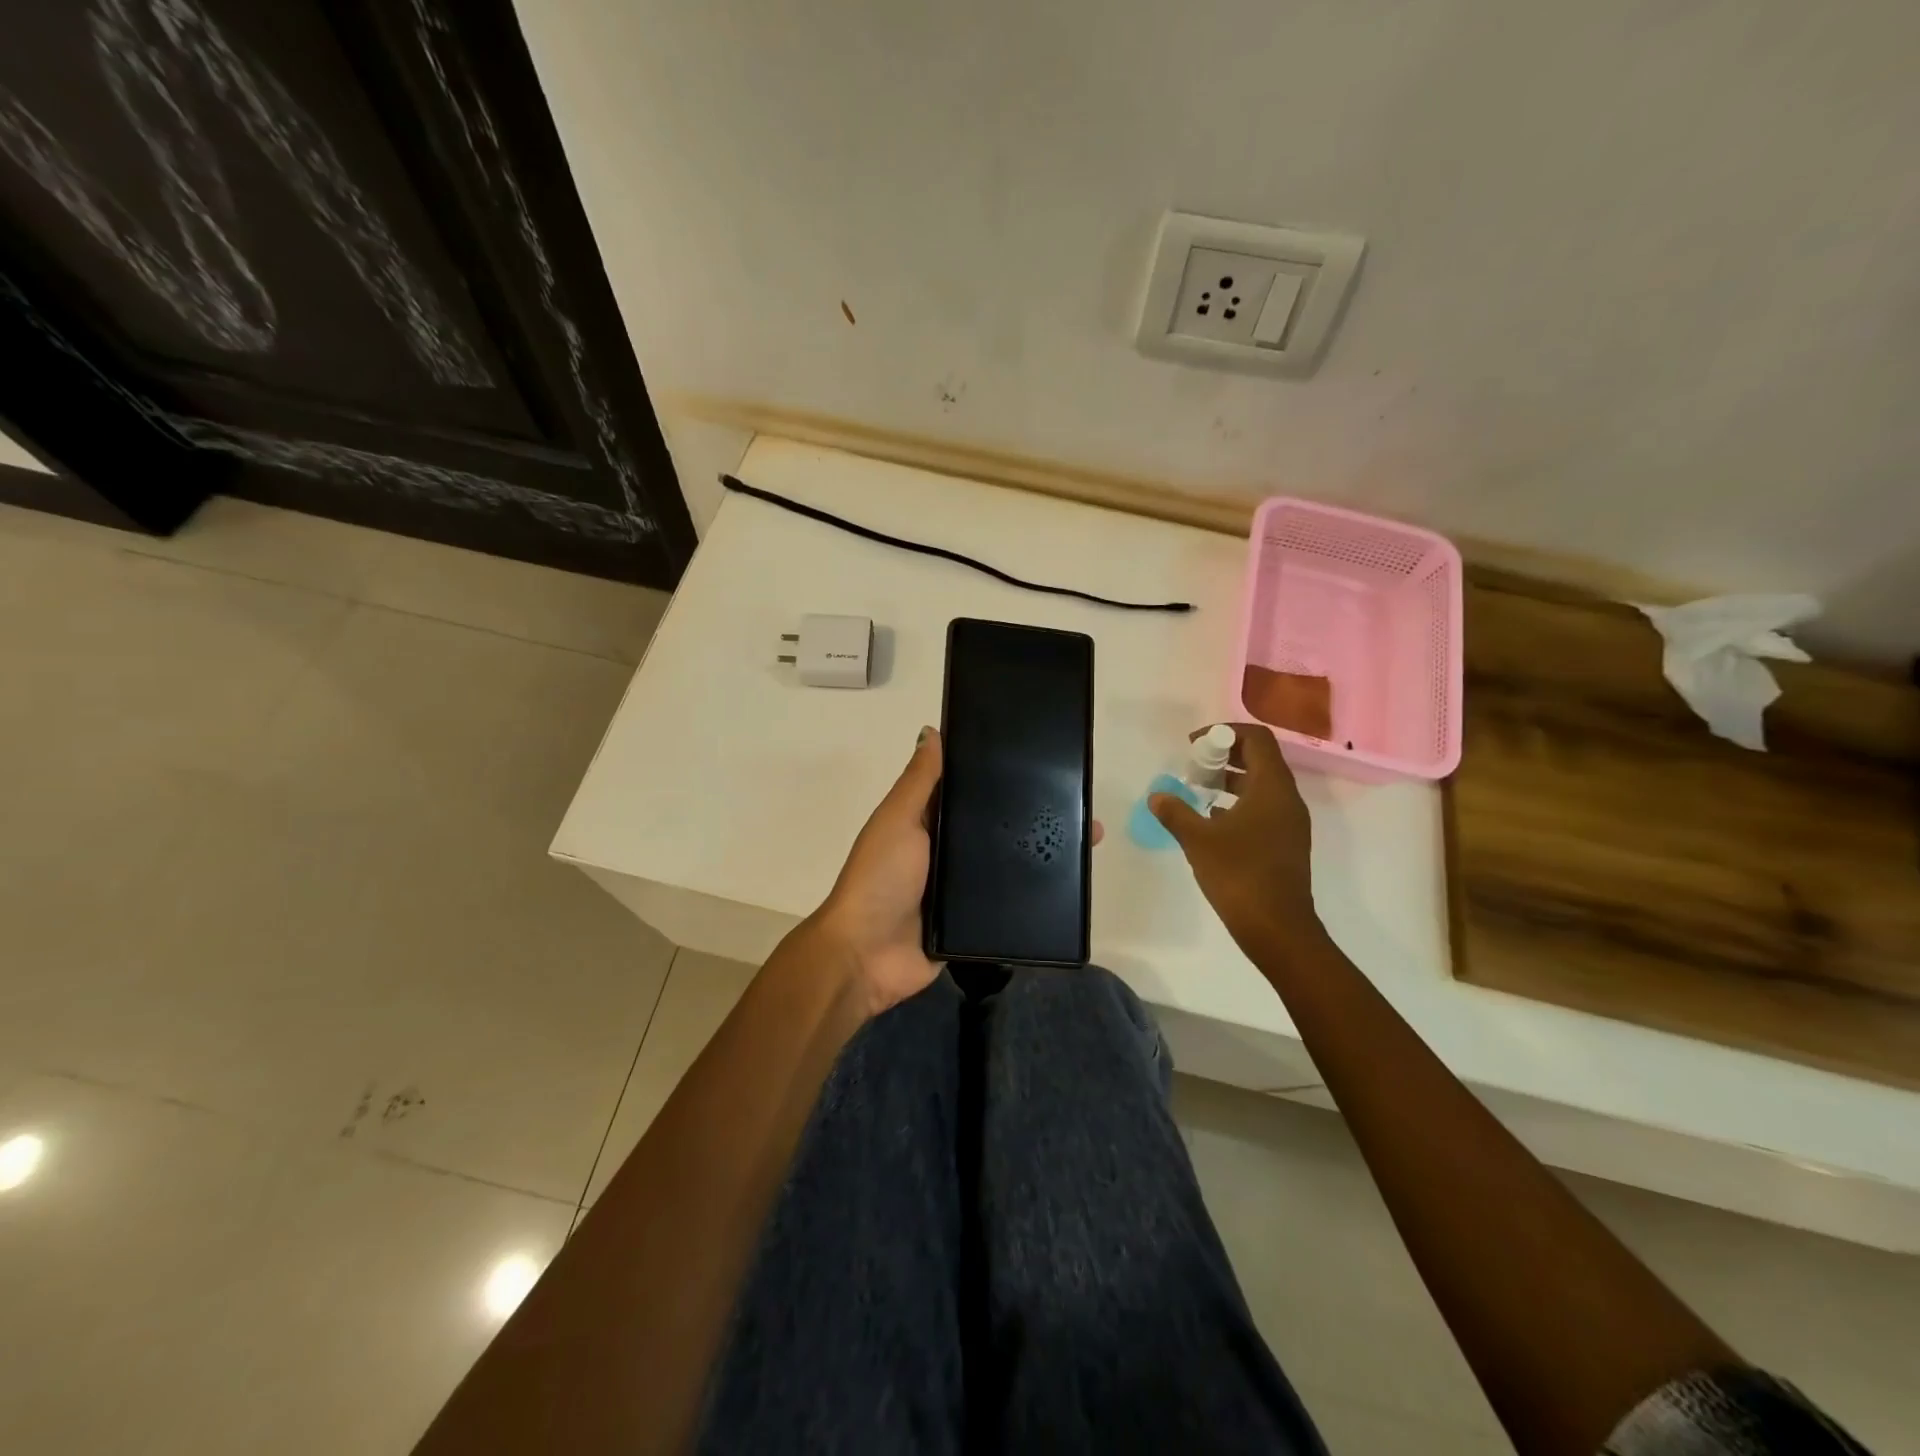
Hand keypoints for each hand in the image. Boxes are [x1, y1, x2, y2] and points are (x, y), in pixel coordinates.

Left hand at [813, 727, 1108, 1016]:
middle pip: (995, 828)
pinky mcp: (974, 923)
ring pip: (1007, 864)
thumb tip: (932, 730)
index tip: (1042, 760)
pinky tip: (1072, 883)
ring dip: (1041, 853)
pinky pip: (1008, 903)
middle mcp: (946, 851)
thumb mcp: (898, 820)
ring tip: (1088, 836)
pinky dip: (1034, 894)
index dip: (999, 775)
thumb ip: (919, 782)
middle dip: (1032, 816)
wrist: (868, 956)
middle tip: (1080, 803)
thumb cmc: (880, 878)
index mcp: (927, 821)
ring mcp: (961, 889)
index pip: (969, 790)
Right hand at [1150, 723, 1323, 960]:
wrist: (1278, 928)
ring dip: (1230, 780)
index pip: (1257, 739)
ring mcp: (1290, 822)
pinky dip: (1239, 804)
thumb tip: (1157, 796)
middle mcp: (1287, 799)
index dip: (1225, 733)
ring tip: (1198, 791)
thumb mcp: (1198, 840)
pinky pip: (1263, 808)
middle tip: (1193, 766)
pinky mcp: (1286, 843)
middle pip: (1260, 759)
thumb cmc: (1239, 875)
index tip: (1195, 745)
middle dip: (1225, 755)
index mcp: (1272, 788)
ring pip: (1261, 785)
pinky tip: (1212, 821)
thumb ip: (1176, 812)